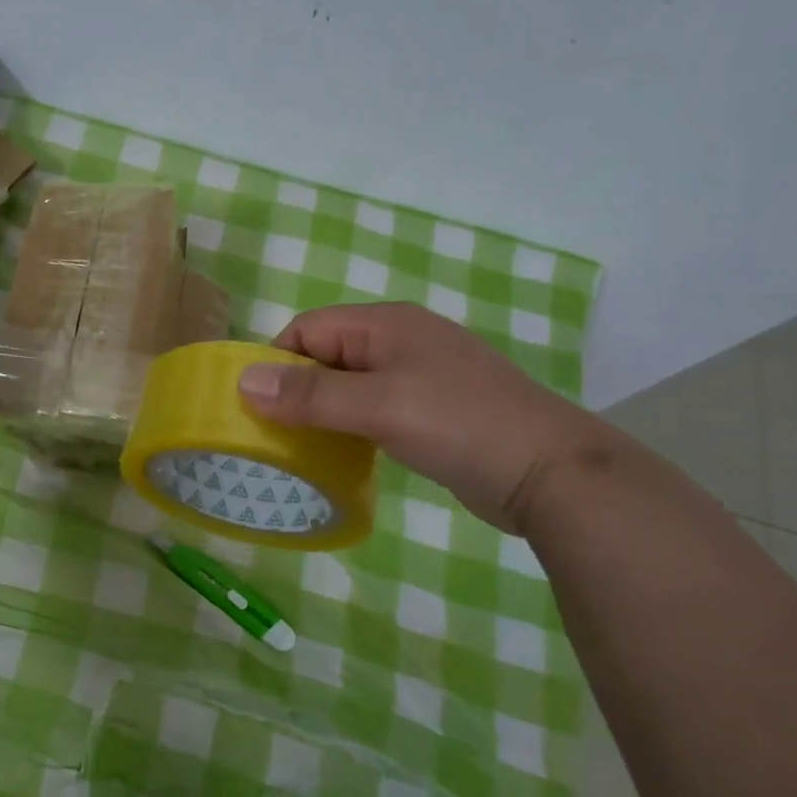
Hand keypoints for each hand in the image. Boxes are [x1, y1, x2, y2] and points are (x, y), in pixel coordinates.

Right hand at [236, 301, 604, 532]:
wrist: (553, 474)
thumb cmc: (460, 426)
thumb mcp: (378, 407)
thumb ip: (310, 395)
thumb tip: (243, 381)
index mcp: (386, 323)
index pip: (308, 329)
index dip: (277, 363)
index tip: (258, 408)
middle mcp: (400, 339)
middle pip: (326, 354)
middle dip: (296, 389)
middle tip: (274, 434)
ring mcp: (420, 373)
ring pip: (349, 383)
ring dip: (323, 410)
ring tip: (302, 448)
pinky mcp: (432, 408)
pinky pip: (373, 406)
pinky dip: (351, 425)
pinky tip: (344, 453)